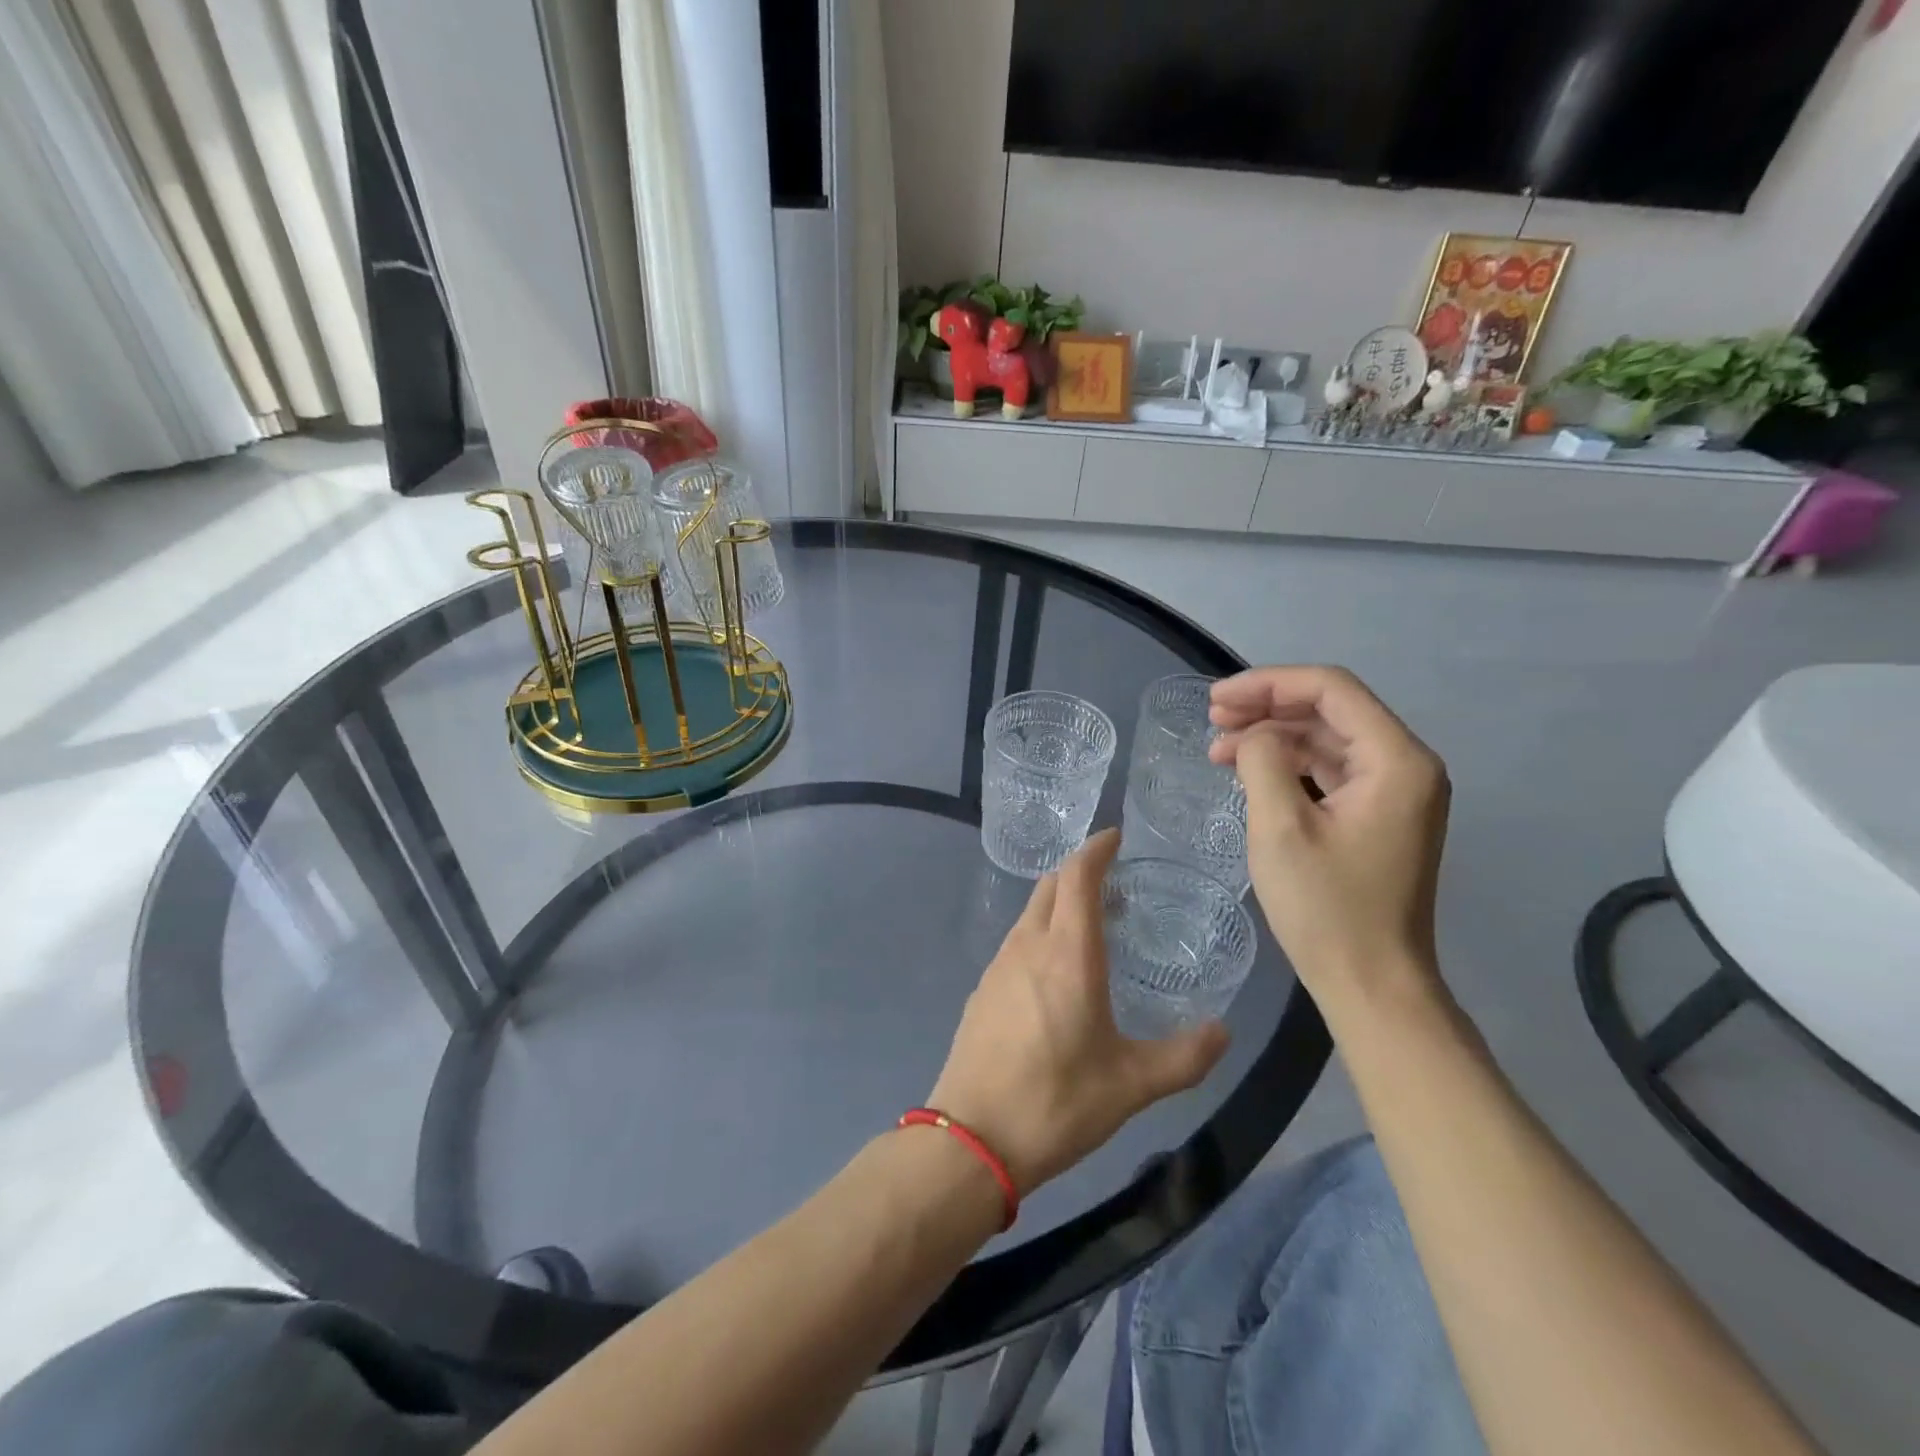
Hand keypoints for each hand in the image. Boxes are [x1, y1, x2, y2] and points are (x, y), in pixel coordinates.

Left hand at [929, 830, 1229, 1195]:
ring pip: (1031, 913)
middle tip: (1115, 886)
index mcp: (1067, 954)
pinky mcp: (982, 990)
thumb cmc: (1056, 1102)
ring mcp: (998, 966)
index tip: (1116, 837)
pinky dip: (1041, 934)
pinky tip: (1055, 972)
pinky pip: (1016, 942)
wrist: (972, 1138)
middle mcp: (1028, 946)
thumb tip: (1224, 1032)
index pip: (1077, 876)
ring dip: (1059, 905)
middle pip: (1051, 887)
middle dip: (1080, 873)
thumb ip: (1185, 1057)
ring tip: (1092, 927)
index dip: (1096, 849)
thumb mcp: (1132, 1085)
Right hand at [1209, 666, 1450, 1004]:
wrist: (1371, 985)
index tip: (1216, 700)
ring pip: (1327, 741)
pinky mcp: (1377, 817)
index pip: (1332, 690)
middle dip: (1267, 707)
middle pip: (1331, 710)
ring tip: (1218, 748)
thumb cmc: (1327, 908)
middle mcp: (1406, 766)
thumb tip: (1255, 737)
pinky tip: (1248, 772)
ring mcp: (1394, 794)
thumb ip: (1263, 761)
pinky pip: (1330, 772)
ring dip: (1273, 737)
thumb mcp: (1281, 827)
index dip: (1269, 684)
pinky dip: (1287, 766)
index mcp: (1397, 761)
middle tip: (1212, 719)